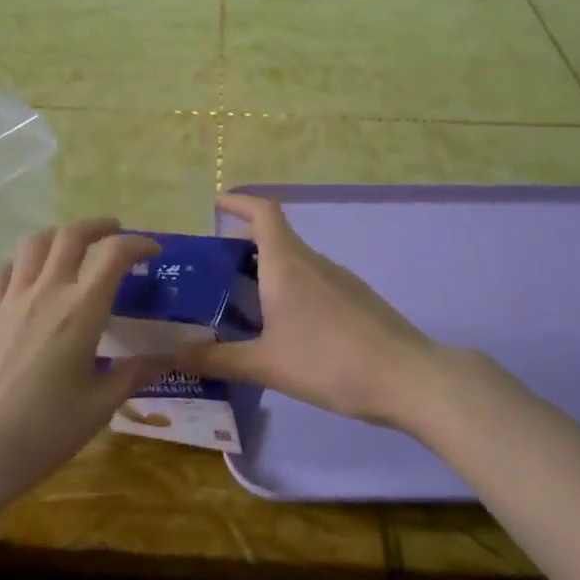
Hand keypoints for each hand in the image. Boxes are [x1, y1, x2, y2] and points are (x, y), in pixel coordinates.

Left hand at [0, 218, 167, 513]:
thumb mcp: (99, 407)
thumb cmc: (43, 432)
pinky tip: (27, 279)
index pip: (114, 255)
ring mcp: (9, 299)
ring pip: (34, 243)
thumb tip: (164, 358)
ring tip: (72, 248)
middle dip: (99, 226)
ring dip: (59, 236)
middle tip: (115, 233)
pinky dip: (21, 263)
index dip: (138, 243)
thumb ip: (133, 375)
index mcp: (82, 311)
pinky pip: (2, 269)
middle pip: (71, 235)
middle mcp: (46, 292)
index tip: (153, 250)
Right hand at [177, 194, 450, 430]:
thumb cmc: (329, 362)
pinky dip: (292, 290)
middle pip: (277, 238)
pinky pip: (315, 283)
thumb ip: (217, 359)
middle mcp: (314, 262)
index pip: (263, 212)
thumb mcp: (266, 365)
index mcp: (287, 264)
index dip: (240, 202)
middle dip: (245, 245)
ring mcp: (341, 280)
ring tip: (244, 304)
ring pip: (296, 263)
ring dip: (269, 272)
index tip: (218, 203)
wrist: (408, 378)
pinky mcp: (359, 300)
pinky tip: (287, 328)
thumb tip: (172, 354)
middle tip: (215, 271)